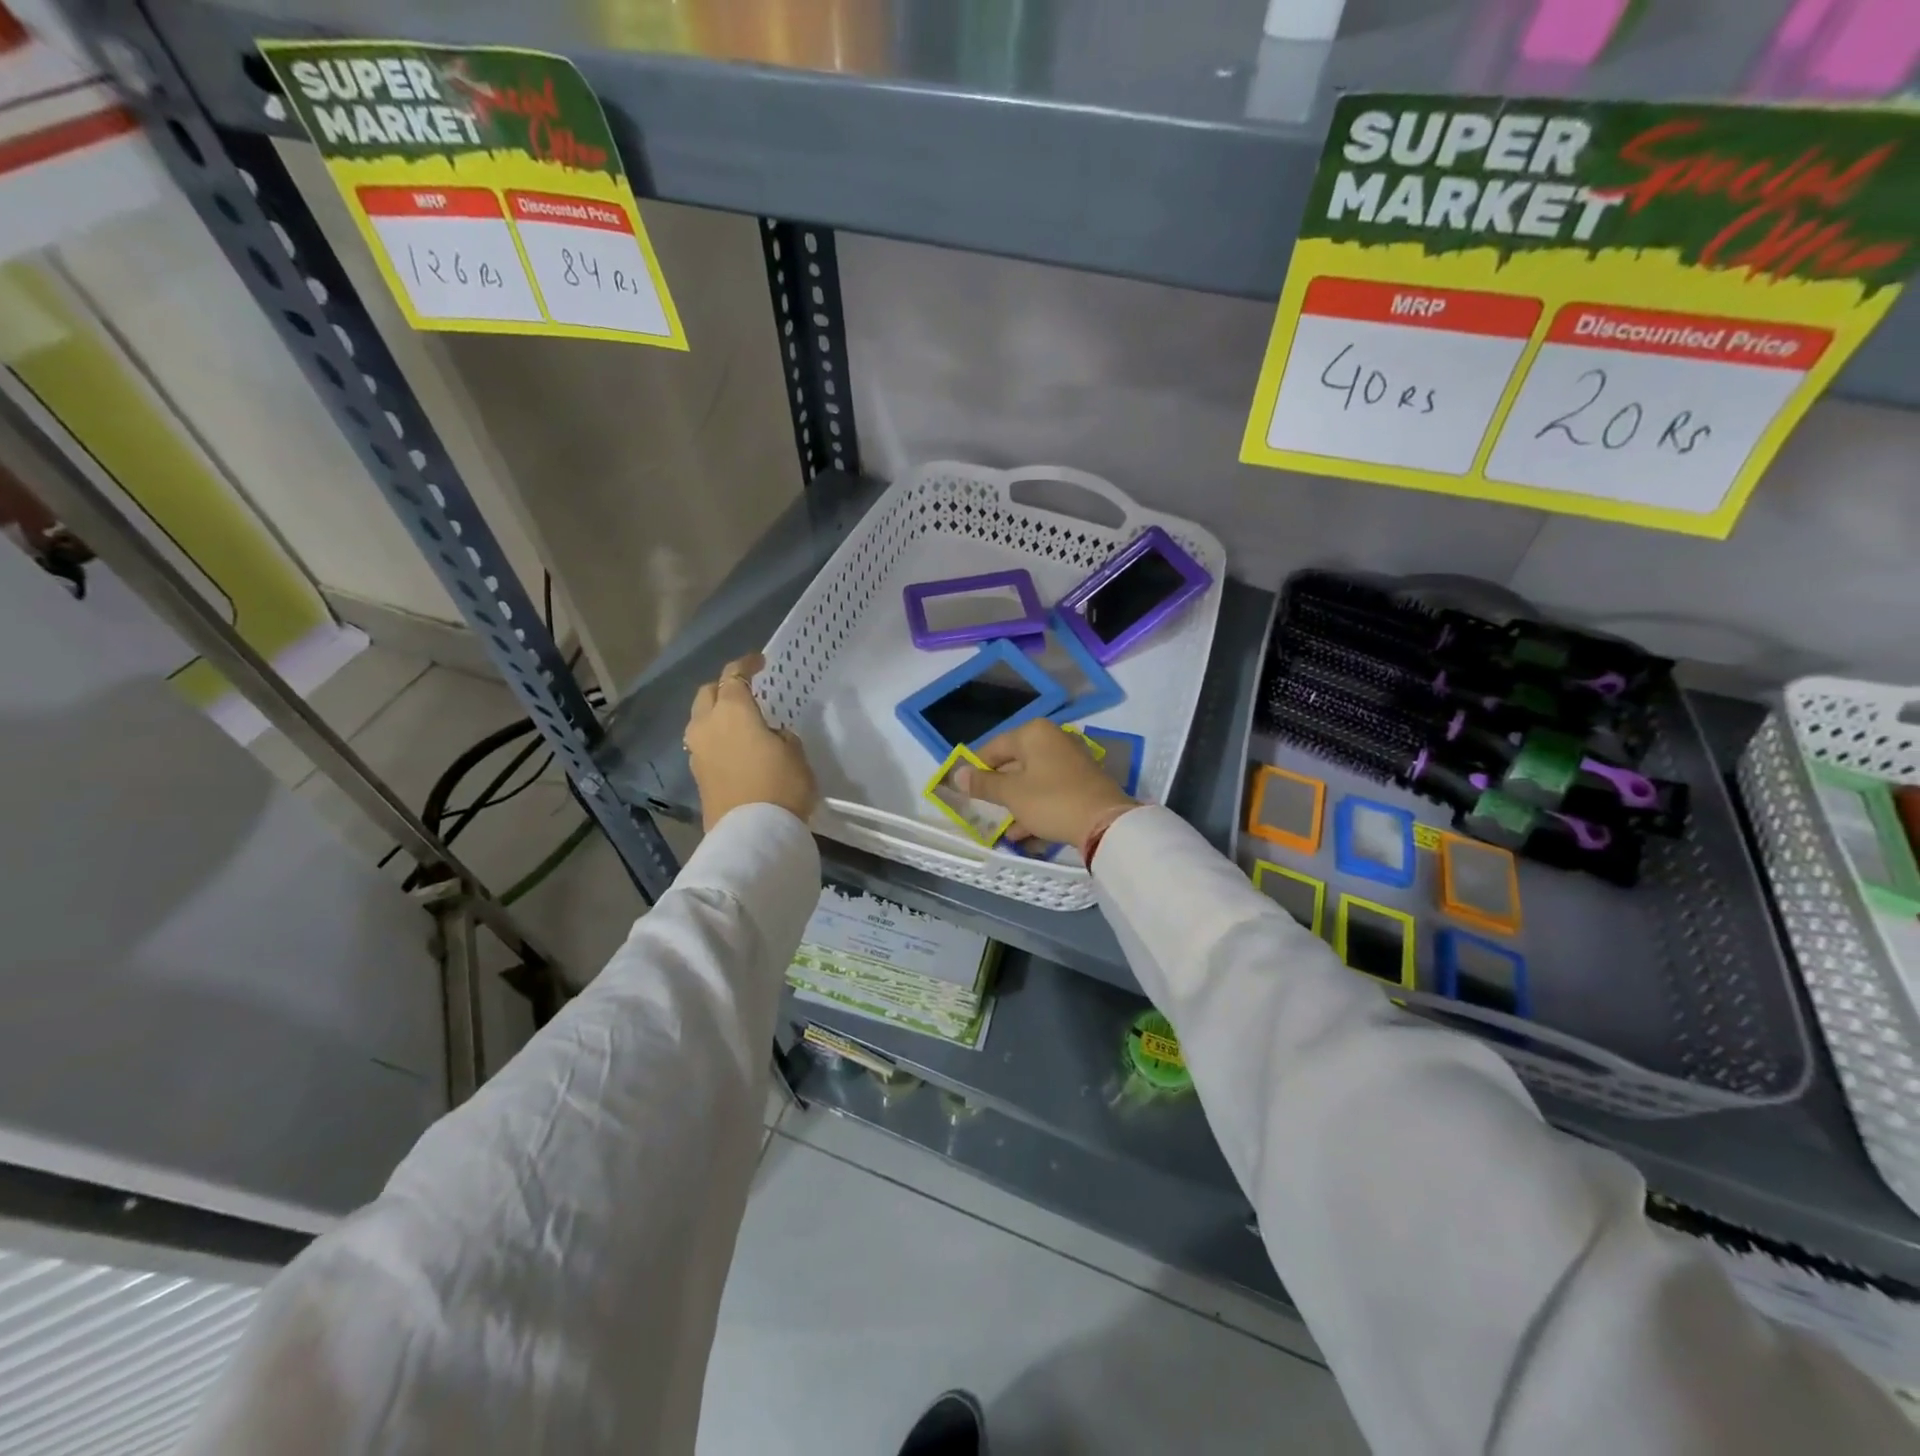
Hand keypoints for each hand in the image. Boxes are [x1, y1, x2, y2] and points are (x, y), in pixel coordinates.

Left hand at [684, 653, 818, 830]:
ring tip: (739, 722)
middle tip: (745, 692)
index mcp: (733, 711)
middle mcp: (707, 725)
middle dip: (724, 687)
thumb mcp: (796, 754)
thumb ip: (781, 736)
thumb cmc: (781, 786)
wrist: (752, 834)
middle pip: (708, 694)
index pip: (734, 676)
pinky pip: (703, 744)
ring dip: (716, 715)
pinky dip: (716, 738)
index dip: (746, 664)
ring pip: (700, 720)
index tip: (759, 661)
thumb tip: (770, 736)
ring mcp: (697, 751)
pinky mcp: (697, 775)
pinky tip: (735, 748)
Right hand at [955, 720, 1137, 850]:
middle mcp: (1052, 739)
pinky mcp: (1081, 782)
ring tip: (1001, 826)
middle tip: (982, 810)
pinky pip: (1049, 791)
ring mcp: (1070, 760)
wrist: (1105, 823)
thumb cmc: (1051, 801)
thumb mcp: (1011, 794)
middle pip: (1014, 762)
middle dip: (998, 789)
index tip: (965, 791)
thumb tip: (957, 775)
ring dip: (1015, 803)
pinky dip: (1035, 808)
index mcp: (1033, 733)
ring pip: (1032, 780)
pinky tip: (1022, 834)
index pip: (993, 747)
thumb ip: (983, 784)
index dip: (976, 769)